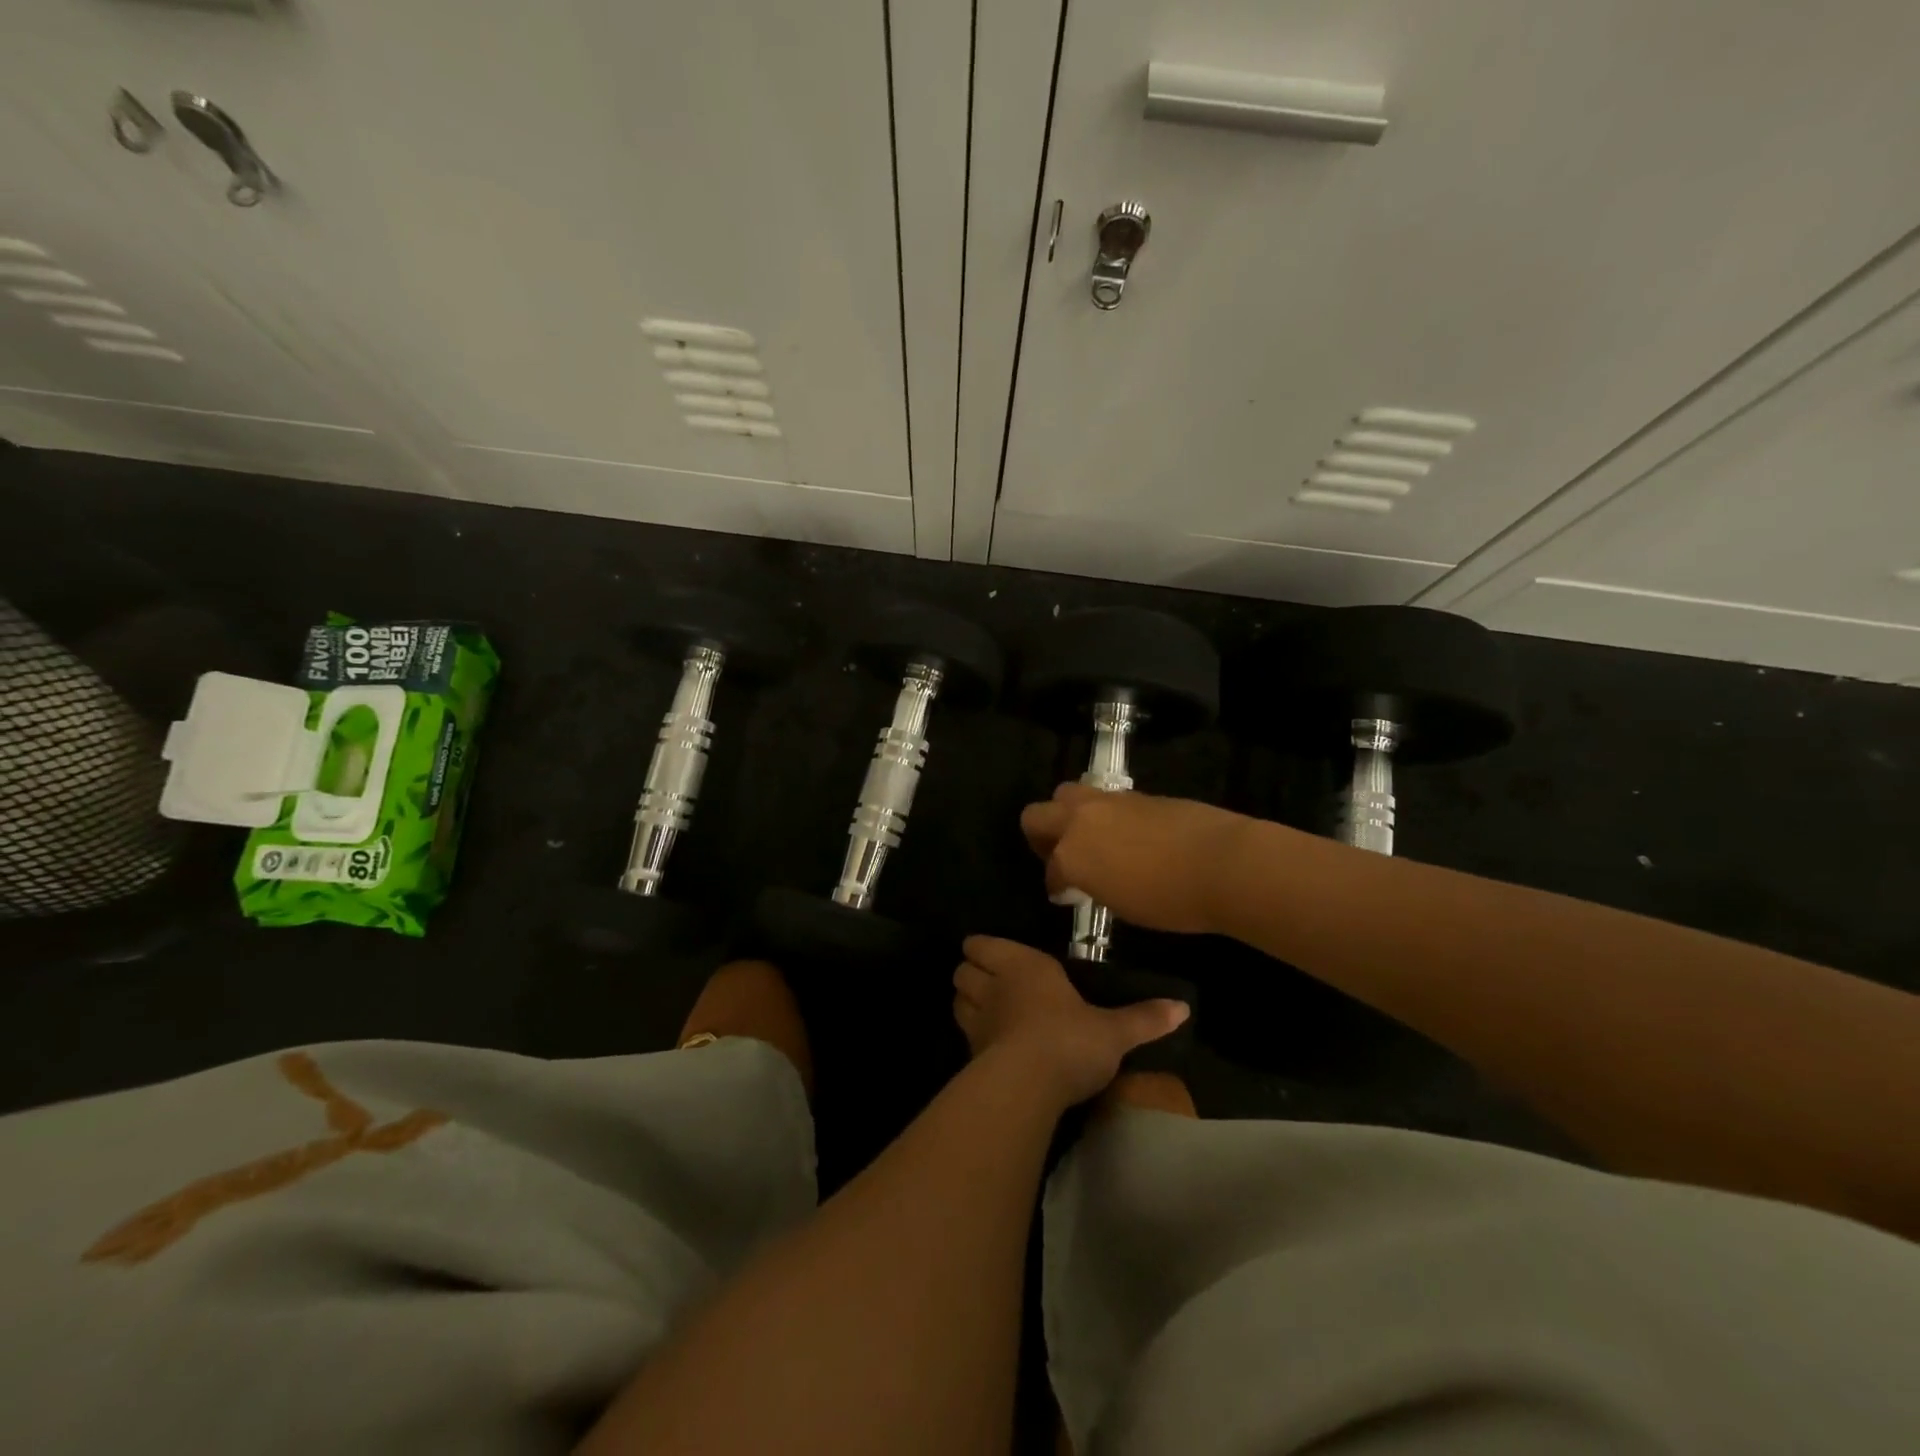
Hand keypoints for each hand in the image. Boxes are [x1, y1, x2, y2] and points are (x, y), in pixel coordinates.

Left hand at [952, 937, 1189, 1106]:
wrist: (1028, 1085)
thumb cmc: (1069, 1040)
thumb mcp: (1114, 1031)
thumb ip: (1144, 1018)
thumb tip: (1183, 1008)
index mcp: (1023, 965)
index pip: (982, 945)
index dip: (982, 949)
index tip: (994, 956)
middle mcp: (994, 985)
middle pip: (962, 971)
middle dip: (971, 973)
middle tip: (990, 983)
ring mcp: (978, 1020)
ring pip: (957, 1001)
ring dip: (966, 1003)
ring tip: (985, 1011)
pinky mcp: (971, 1054)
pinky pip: (964, 1036)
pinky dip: (972, 1036)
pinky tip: (989, 1047)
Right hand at [1019, 784, 1247, 934]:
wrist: (1222, 863)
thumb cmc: (1170, 900)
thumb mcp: (1120, 905)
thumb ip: (1094, 885)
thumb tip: (1087, 880)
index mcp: (1071, 854)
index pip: (1050, 869)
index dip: (1055, 885)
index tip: (1064, 895)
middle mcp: (1081, 820)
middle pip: (1037, 814)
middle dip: (1041, 835)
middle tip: (1060, 855)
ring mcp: (1109, 801)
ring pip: (1067, 795)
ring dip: (1069, 814)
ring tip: (1090, 839)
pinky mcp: (1138, 794)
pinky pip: (1105, 799)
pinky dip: (1104, 814)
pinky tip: (1125, 835)